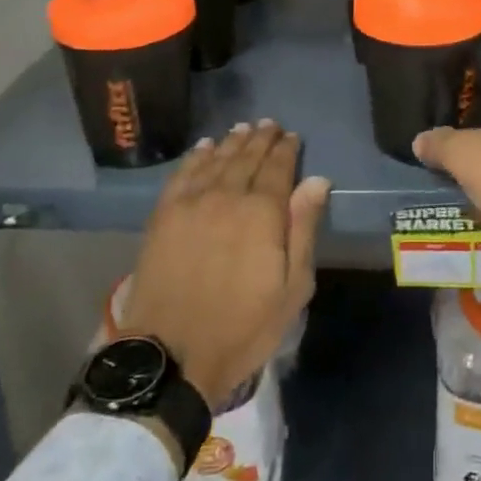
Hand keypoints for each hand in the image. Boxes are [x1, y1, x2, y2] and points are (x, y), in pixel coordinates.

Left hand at [122, 121, 329, 408]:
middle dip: (261, 139)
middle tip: (269, 125)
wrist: (171, 354)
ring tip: (243, 128)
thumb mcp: (292, 288)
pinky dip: (196, 156)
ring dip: (232, 142)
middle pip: (247, 157)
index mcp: (263, 213)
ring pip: (216, 160)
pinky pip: (183, 174)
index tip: (292, 136)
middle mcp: (227, 196)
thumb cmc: (243, 327)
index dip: (287, 149)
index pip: (278, 168)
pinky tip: (204, 147)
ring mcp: (191, 203)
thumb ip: (304, 229)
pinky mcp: (163, 215)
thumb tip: (317, 181)